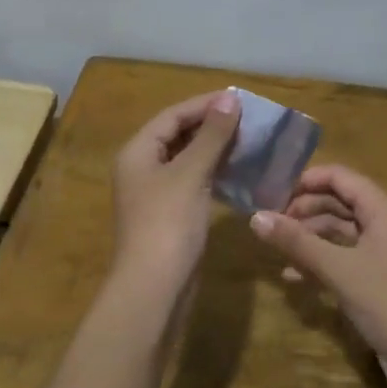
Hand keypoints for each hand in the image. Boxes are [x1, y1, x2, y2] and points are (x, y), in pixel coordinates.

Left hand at [110, 90, 240, 300]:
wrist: (155, 288)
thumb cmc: (168, 224)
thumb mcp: (190, 174)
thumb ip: (211, 135)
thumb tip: (230, 98)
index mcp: (138, 151)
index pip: (173, 115)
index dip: (205, 104)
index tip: (239, 99)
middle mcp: (142, 167)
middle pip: (178, 134)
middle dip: (211, 125)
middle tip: (248, 118)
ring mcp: (155, 193)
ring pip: (187, 159)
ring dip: (215, 148)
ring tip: (248, 139)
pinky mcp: (170, 214)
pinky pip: (192, 181)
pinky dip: (213, 172)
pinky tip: (238, 170)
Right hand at [249, 167, 386, 387]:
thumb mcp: (339, 270)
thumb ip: (297, 242)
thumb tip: (255, 217)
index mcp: (381, 209)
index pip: (338, 176)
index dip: (304, 180)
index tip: (270, 194)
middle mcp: (384, 222)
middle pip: (337, 201)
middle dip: (303, 210)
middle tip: (269, 225)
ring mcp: (384, 250)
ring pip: (340, 231)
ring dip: (309, 238)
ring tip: (276, 251)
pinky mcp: (381, 277)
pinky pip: (346, 257)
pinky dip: (322, 261)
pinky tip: (295, 277)